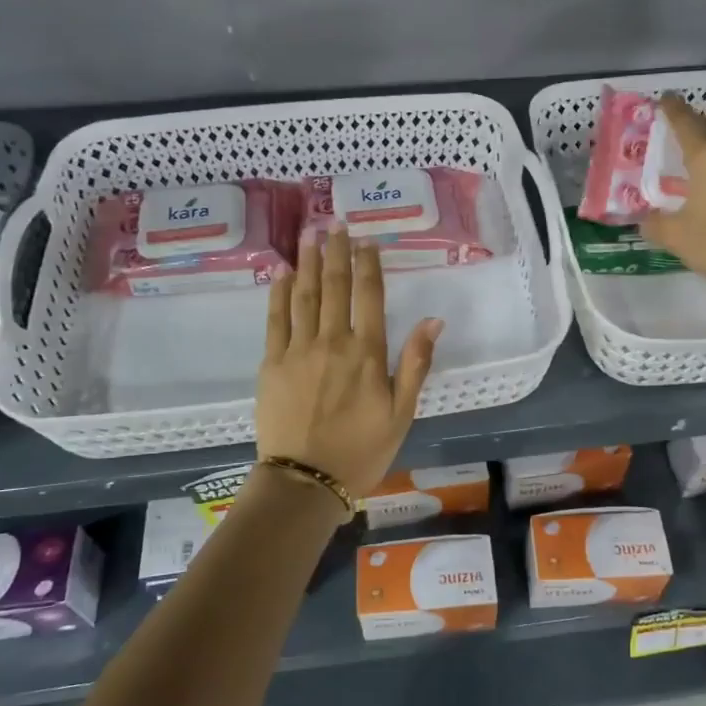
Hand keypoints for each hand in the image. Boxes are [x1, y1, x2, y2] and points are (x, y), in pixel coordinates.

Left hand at [257, 229, 441, 499]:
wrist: (305, 481)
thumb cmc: (361, 450)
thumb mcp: (402, 412)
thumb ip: (415, 363)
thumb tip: (434, 319)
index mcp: (367, 352)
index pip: (369, 296)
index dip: (369, 264)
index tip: (366, 240)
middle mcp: (333, 341)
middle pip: (336, 286)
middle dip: (336, 252)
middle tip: (335, 223)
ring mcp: (298, 349)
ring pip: (305, 295)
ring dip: (309, 262)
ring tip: (309, 234)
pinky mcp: (272, 363)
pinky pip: (276, 319)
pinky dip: (280, 292)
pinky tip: (283, 273)